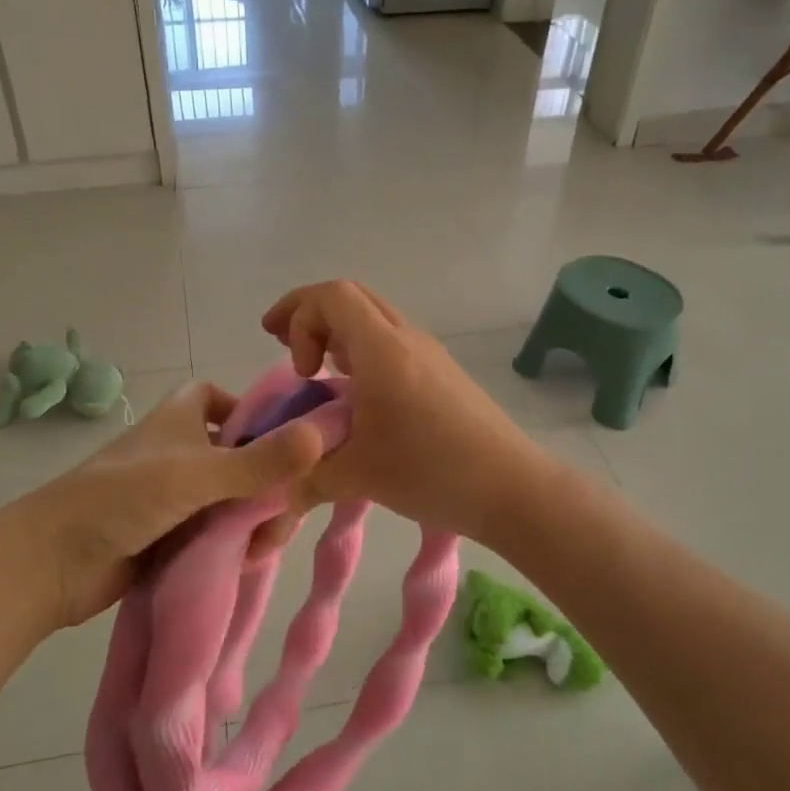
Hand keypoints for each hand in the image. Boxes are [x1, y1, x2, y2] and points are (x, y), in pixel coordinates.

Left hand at [7, 382, 324, 630]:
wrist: (52, 563)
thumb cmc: (123, 497)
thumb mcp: (197, 474)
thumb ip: (260, 460)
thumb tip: (323, 435)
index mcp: (183, 418)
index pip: (228, 401)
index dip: (258, 416)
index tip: (289, 444)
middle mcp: (182, 450)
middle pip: (241, 455)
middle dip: (268, 482)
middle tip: (287, 510)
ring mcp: (176, 495)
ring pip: (232, 498)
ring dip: (253, 518)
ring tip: (265, 545)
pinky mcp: (171, 534)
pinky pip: (216, 531)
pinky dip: (234, 543)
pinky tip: (249, 561)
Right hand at [261, 281, 547, 545]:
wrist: (512, 487)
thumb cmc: (432, 471)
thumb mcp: (357, 476)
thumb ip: (307, 478)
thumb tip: (277, 495)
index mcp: (382, 349)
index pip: (331, 296)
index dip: (298, 317)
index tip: (297, 371)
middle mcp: (406, 338)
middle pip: (350, 295)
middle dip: (308, 313)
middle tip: (280, 343)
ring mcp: (428, 352)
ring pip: (372, 316)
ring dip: (336, 331)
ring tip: (313, 368)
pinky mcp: (441, 371)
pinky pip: (390, 339)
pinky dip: (360, 348)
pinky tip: (354, 391)